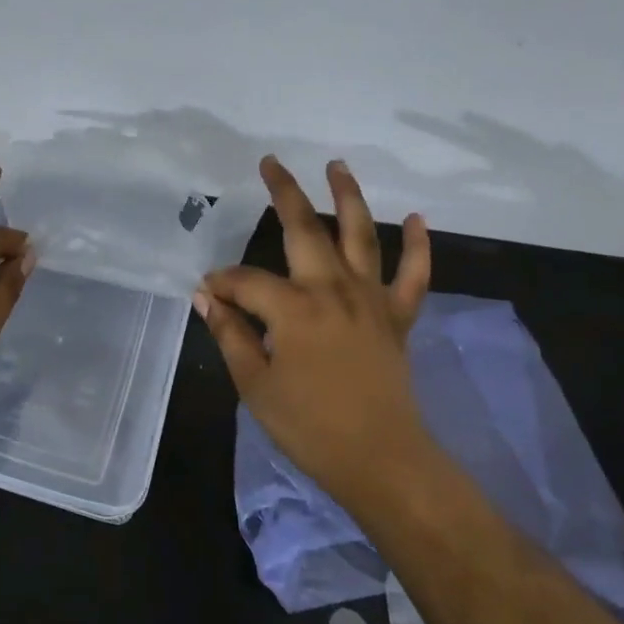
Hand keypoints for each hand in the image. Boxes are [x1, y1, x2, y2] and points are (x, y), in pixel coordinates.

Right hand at [195, 156, 432, 508]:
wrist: (382, 460)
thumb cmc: (310, 427)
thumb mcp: (255, 385)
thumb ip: (230, 334)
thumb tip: (205, 297)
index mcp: (293, 308)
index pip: (246, 280)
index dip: (221, 283)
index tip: (206, 292)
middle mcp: (333, 289)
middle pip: (305, 229)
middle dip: (284, 192)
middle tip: (270, 162)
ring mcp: (371, 299)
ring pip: (361, 235)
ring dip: (349, 197)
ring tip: (338, 165)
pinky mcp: (398, 316)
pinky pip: (414, 275)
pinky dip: (418, 245)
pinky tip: (417, 218)